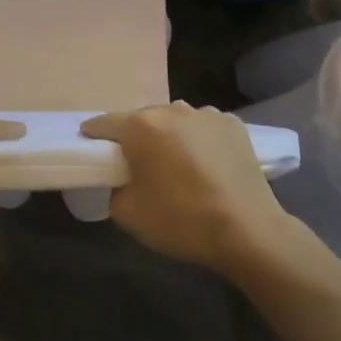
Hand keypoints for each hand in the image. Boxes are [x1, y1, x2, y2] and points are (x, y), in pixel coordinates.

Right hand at [83, 103, 293, 271]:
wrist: (248, 231)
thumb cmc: (181, 221)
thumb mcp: (127, 213)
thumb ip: (114, 188)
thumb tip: (121, 179)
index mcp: (140, 126)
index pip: (104, 123)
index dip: (94, 138)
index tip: (92, 152)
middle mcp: (172, 109)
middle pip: (141, 119)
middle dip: (135, 138)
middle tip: (137, 165)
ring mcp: (207, 114)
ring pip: (175, 121)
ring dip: (169, 137)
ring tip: (175, 165)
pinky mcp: (234, 124)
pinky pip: (203, 128)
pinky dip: (198, 140)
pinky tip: (205, 165)